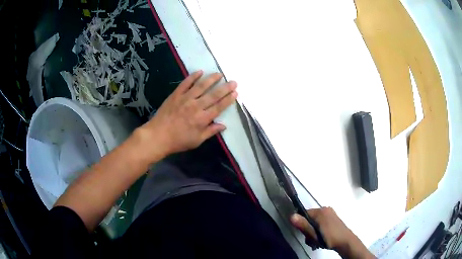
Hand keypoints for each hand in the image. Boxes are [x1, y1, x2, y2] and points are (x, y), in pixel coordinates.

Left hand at [138, 71, 236, 160]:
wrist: (158, 135)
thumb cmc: (178, 140)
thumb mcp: (197, 140)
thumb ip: (210, 131)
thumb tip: (223, 125)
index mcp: (202, 119)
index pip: (219, 107)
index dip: (228, 99)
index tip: (235, 93)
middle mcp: (196, 106)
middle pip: (213, 95)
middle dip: (225, 88)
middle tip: (233, 81)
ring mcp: (185, 99)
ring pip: (201, 86)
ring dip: (211, 79)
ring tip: (219, 74)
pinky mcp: (176, 95)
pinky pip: (185, 83)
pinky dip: (193, 77)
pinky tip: (200, 71)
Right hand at [291, 207, 374, 258]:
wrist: (345, 241)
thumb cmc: (329, 238)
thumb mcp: (314, 234)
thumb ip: (303, 225)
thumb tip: (291, 216)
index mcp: (320, 211)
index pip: (304, 214)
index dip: (301, 224)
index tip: (305, 234)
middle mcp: (325, 209)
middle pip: (309, 218)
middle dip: (308, 230)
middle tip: (311, 240)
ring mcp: (330, 213)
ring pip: (315, 222)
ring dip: (313, 232)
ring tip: (316, 241)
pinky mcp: (333, 218)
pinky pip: (321, 222)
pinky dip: (319, 230)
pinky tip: (321, 238)